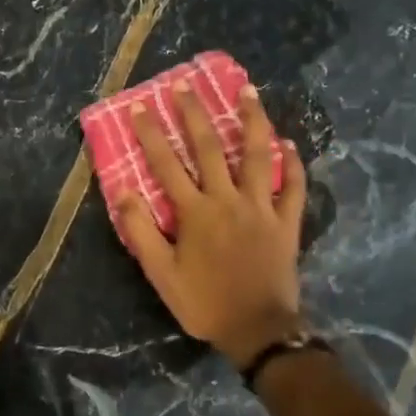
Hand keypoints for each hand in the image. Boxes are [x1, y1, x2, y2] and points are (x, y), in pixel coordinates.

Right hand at [114, 81, 307, 368]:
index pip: (166, 165)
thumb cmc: (204, 302)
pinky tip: (288, 144)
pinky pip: (292, 187)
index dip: (151, 134)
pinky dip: (291, 164)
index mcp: (195, 212)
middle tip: (186, 86)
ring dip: (253, 121)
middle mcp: (227, 200)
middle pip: (210, 148)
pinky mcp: (286, 222)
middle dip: (195, 114)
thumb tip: (123, 192)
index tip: (141, 107)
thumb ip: (141, 231)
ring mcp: (261, 208)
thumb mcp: (161, 274)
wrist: (257, 329)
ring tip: (249, 92)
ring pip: (257, 155)